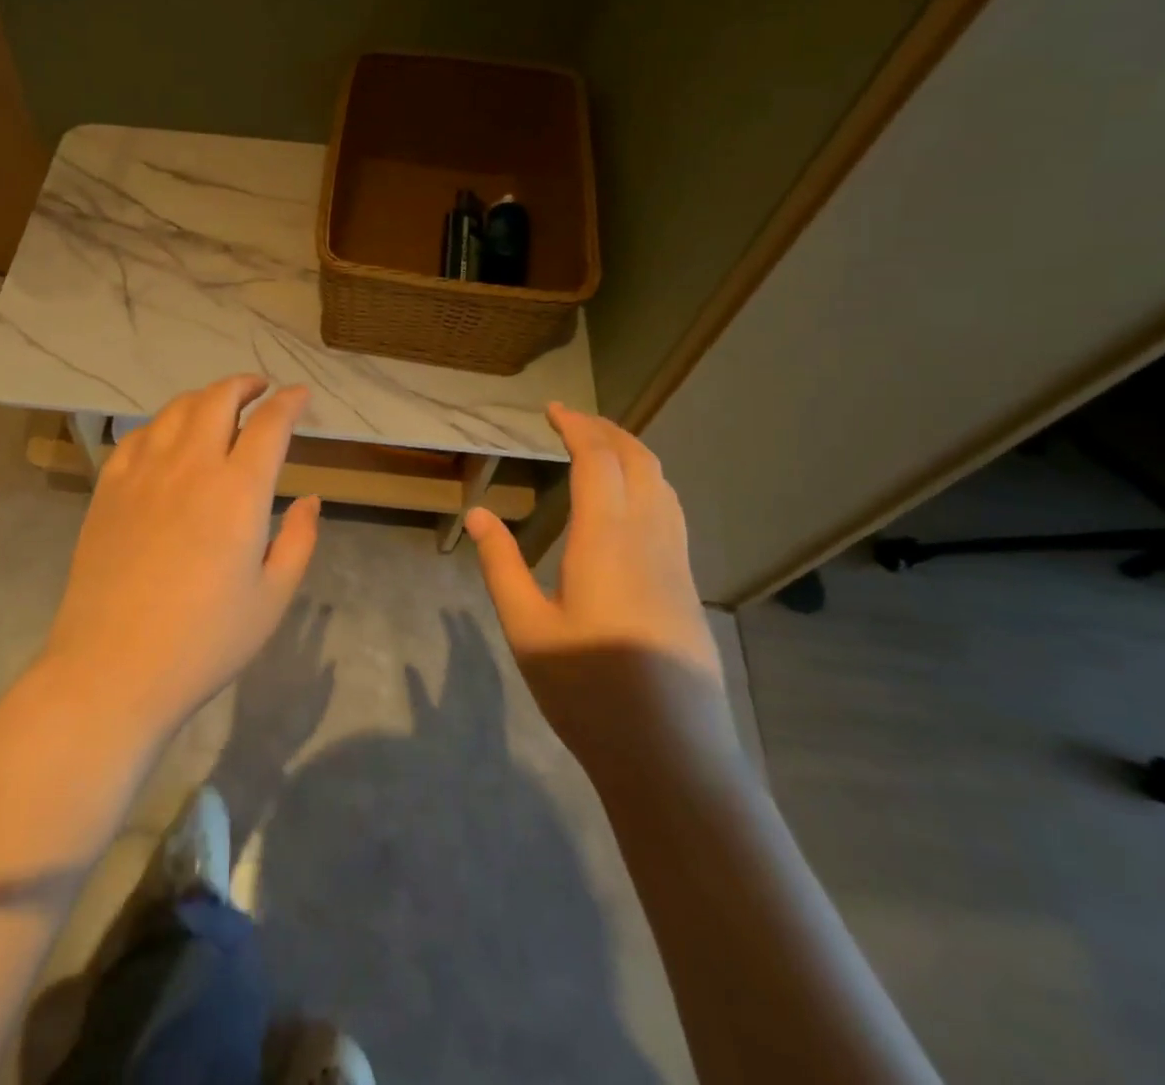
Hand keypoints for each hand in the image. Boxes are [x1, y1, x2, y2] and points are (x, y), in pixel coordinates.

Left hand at [40, 376, 320, 737]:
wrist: (112, 668)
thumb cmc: (204, 642)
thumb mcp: (271, 599)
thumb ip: (298, 541)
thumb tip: (309, 500)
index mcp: (238, 491)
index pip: (270, 424)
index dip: (290, 402)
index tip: (301, 395)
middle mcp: (191, 466)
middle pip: (218, 399)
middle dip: (245, 384)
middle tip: (261, 388)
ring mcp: (143, 473)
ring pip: (176, 409)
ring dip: (204, 397)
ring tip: (218, 406)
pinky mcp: (109, 488)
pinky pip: (139, 436)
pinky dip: (163, 424)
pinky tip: (168, 438)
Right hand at [464, 404, 718, 744]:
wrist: (670, 755)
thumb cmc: (587, 691)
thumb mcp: (526, 629)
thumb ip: (501, 565)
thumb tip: (477, 513)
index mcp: (606, 541)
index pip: (598, 461)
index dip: (576, 427)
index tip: (552, 409)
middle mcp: (649, 538)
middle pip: (639, 461)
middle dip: (607, 430)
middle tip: (573, 420)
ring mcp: (676, 563)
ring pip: (663, 485)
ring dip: (632, 453)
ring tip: (600, 448)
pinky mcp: (687, 586)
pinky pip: (672, 511)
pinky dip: (649, 482)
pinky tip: (629, 502)